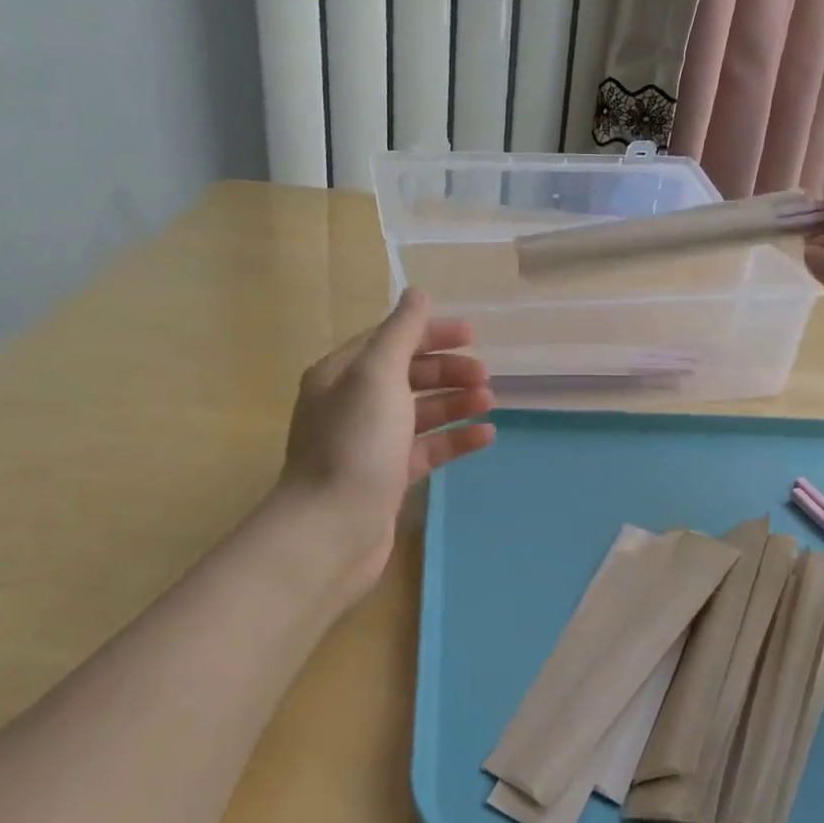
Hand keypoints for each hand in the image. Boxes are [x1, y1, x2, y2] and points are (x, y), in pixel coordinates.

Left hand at [276, 289, 495, 593]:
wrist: (333, 530)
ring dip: (455, 403)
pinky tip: (485, 436)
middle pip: (407, 375)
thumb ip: (401, 332)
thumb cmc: (355, 443)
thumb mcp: (377, 374)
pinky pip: (426, 449)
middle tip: (484, 376)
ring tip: (490, 403)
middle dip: (447, 371)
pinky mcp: (387, 477)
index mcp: (341, 374)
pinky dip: (454, 439)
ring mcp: (370, 443)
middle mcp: (352, 404)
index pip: (390, 340)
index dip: (430, 333)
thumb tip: (417, 292)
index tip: (472, 334)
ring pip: (420, 412)